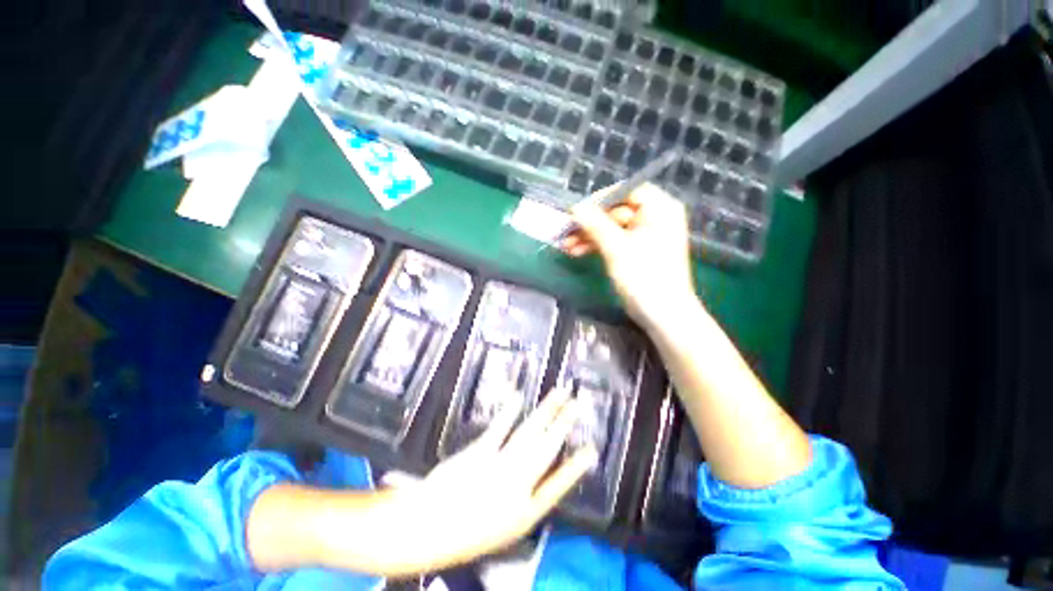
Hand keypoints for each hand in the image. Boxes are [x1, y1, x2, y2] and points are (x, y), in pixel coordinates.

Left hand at [393, 390, 596, 568]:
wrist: (427, 531)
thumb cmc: (466, 534)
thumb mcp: (502, 530)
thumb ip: (524, 504)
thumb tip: (538, 479)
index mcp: (526, 512)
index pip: (559, 485)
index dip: (577, 467)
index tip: (592, 450)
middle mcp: (518, 486)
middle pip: (548, 448)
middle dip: (565, 424)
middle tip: (579, 404)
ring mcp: (499, 466)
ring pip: (530, 433)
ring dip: (546, 411)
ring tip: (559, 395)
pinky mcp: (480, 452)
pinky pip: (500, 428)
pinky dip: (510, 410)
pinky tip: (520, 396)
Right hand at [562, 183, 696, 329]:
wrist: (662, 315)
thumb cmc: (644, 277)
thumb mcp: (617, 248)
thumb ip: (596, 224)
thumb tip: (576, 208)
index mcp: (659, 209)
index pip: (628, 191)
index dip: (601, 199)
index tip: (578, 210)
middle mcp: (654, 218)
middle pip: (616, 211)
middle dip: (590, 223)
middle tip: (567, 231)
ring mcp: (645, 236)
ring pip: (611, 228)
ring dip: (588, 236)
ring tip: (566, 246)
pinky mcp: (636, 251)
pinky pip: (613, 241)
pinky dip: (596, 246)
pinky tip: (576, 251)